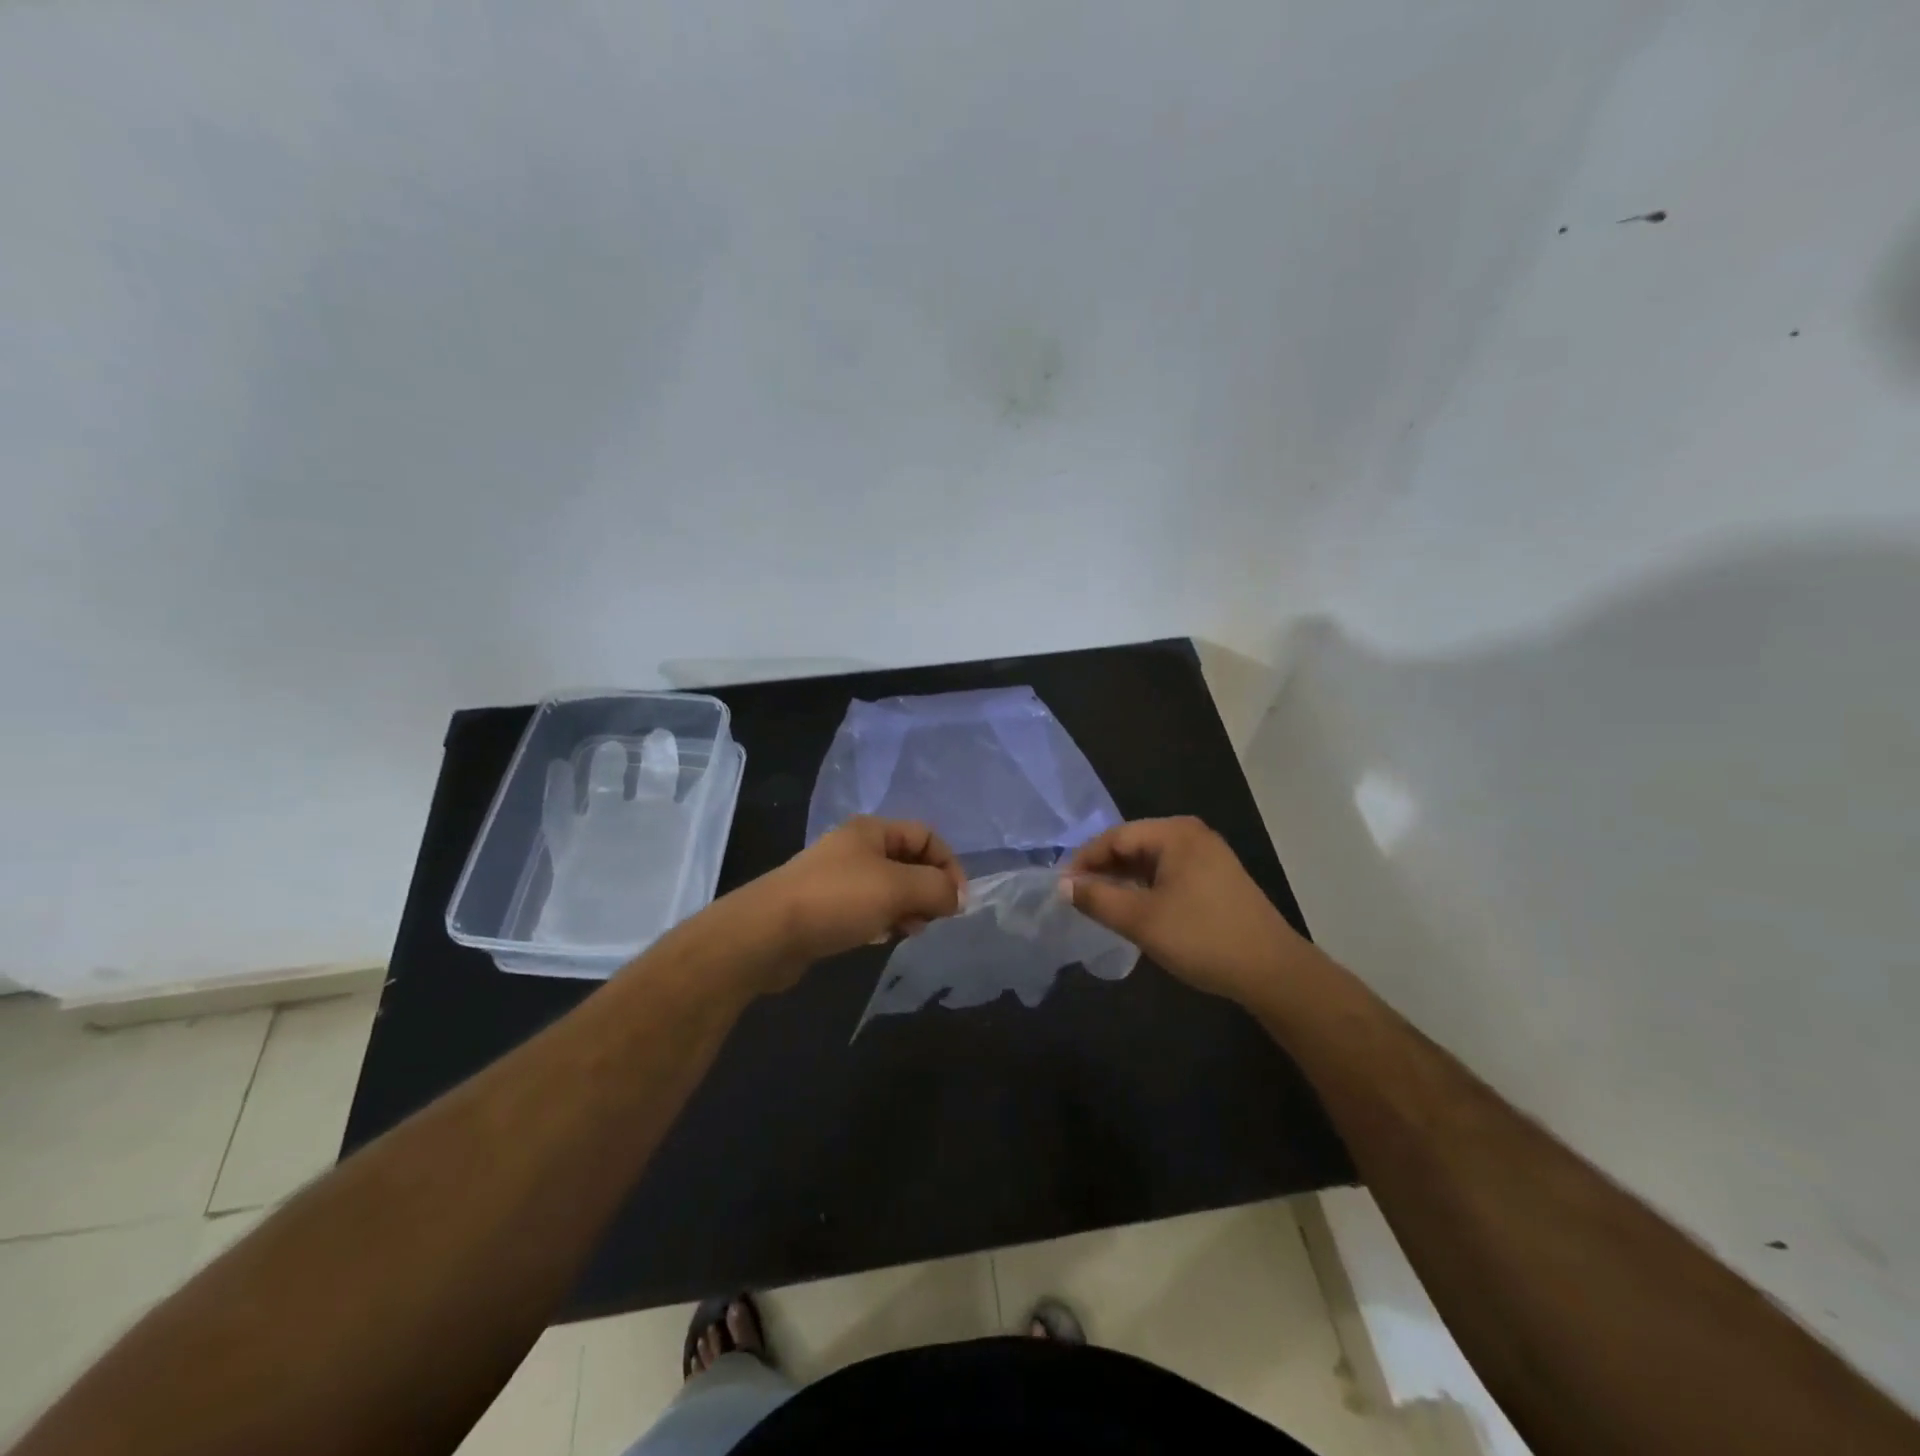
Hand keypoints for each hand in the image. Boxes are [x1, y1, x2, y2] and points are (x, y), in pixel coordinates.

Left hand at [738, 817, 966, 980]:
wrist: (767, 933)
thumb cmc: (837, 900)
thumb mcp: (897, 888)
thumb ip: (936, 888)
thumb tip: (956, 898)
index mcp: (872, 830)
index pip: (926, 835)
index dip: (948, 864)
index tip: (958, 901)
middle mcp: (856, 847)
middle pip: (909, 862)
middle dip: (927, 889)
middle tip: (932, 919)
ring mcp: (838, 878)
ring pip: (889, 889)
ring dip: (907, 908)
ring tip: (907, 931)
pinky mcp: (825, 907)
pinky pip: (867, 909)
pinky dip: (882, 920)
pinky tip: (879, 938)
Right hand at [1066, 817, 1309, 1002]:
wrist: (1272, 972)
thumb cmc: (1202, 937)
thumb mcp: (1140, 919)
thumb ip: (1097, 899)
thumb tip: (1063, 886)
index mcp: (1175, 833)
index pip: (1115, 837)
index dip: (1083, 860)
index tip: (1061, 887)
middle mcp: (1192, 835)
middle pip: (1133, 845)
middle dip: (1102, 870)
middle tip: (1076, 897)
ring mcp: (1208, 856)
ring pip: (1150, 861)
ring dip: (1123, 881)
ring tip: (1098, 905)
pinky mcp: (1216, 879)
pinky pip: (1169, 874)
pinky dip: (1145, 888)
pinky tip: (1133, 909)